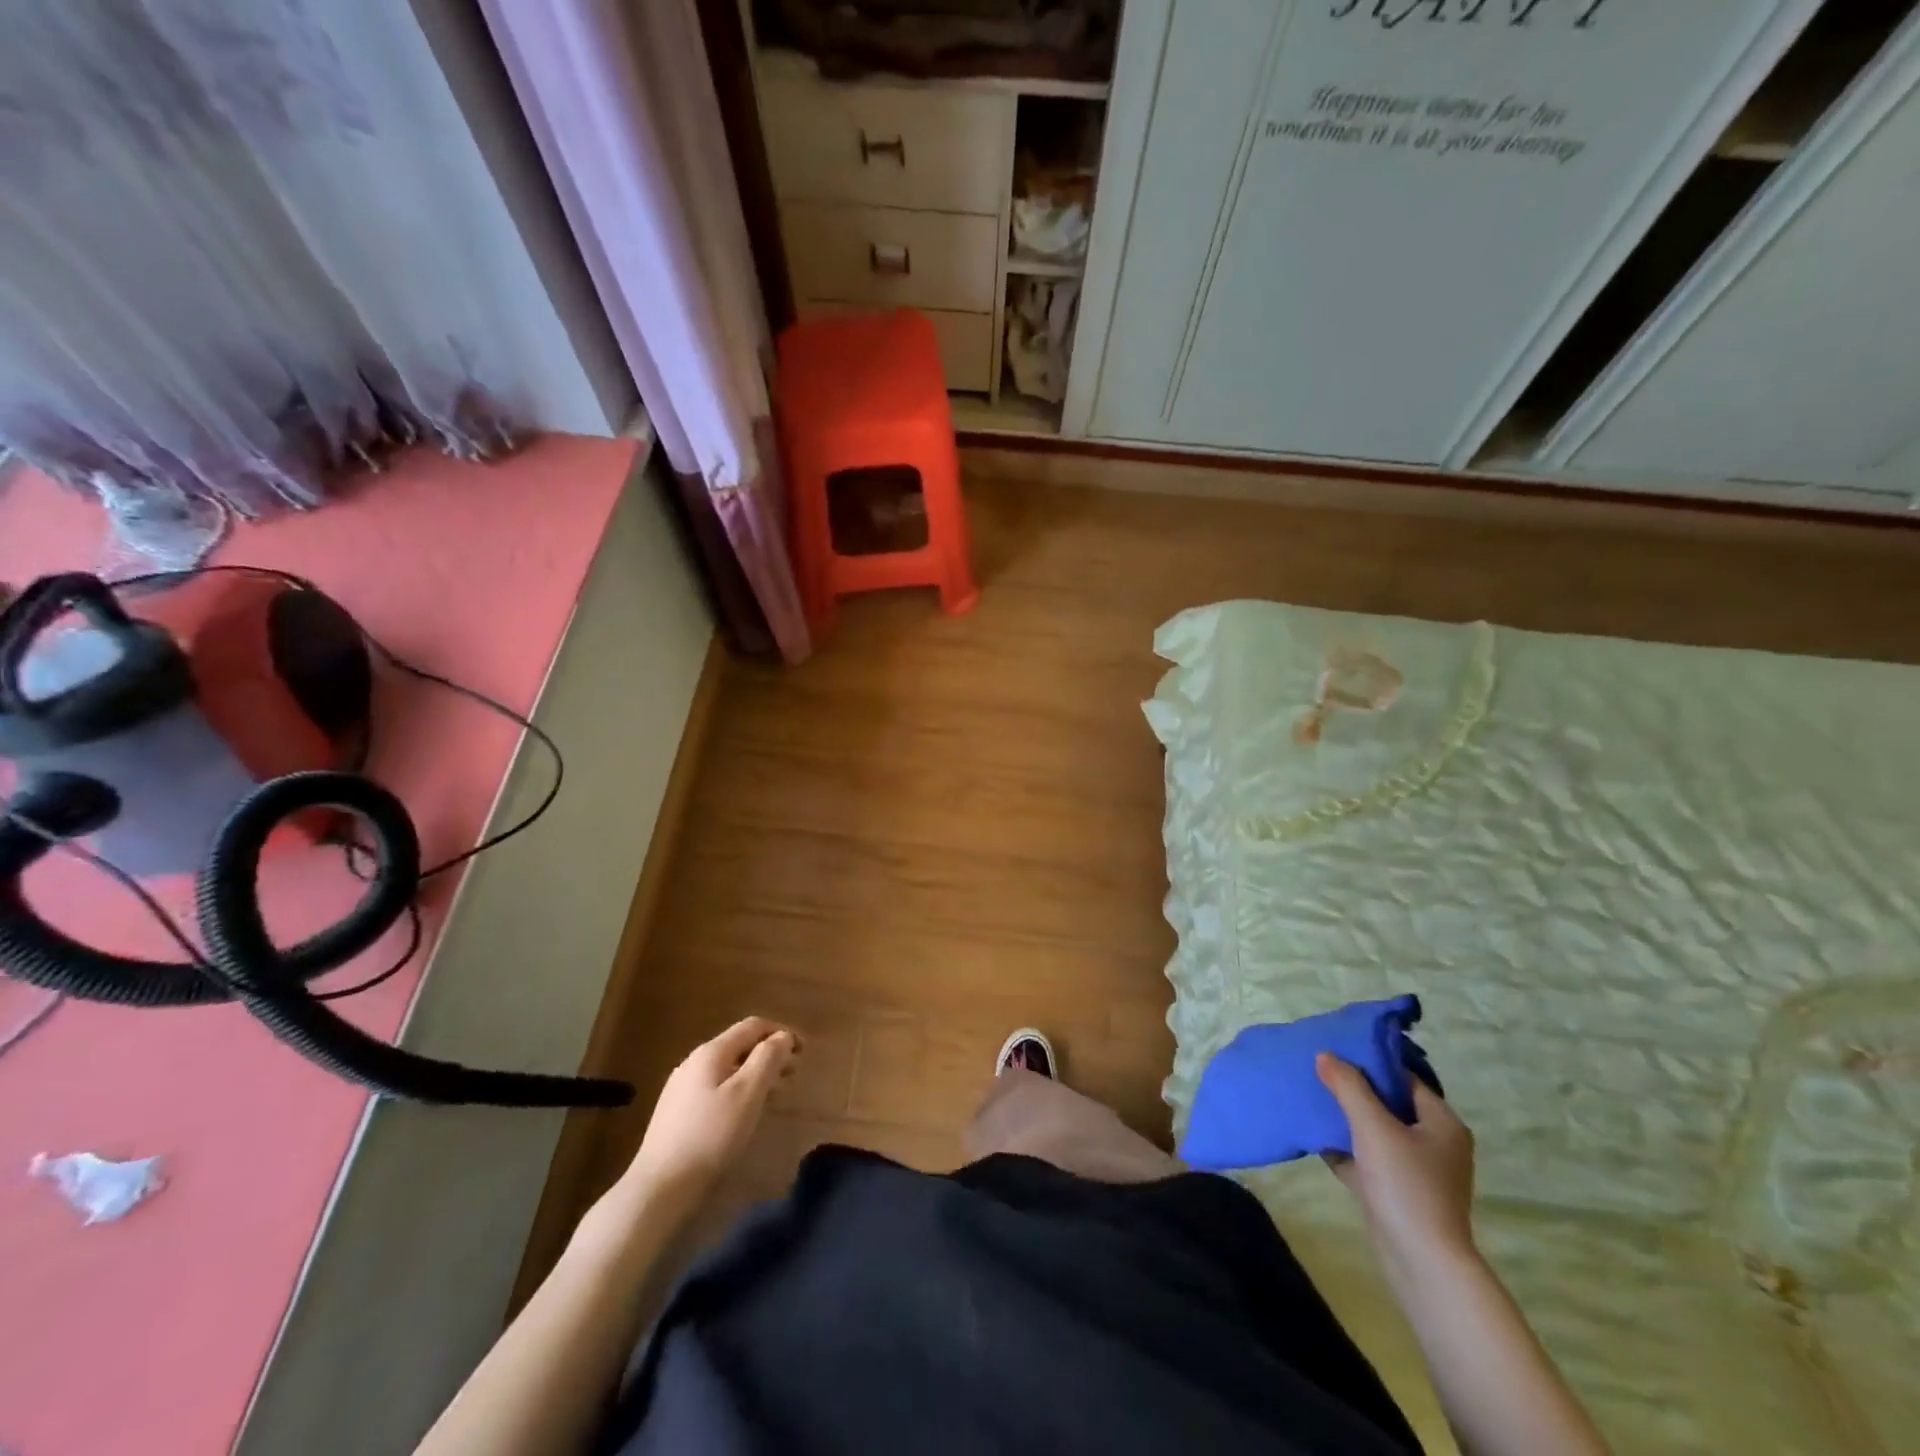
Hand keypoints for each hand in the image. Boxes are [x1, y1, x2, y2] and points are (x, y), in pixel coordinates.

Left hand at [630, 1018, 800, 1198]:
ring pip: (728, 1069)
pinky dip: (739, 1090)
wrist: (659, 1189)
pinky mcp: (677, 1113)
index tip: (803, 1051)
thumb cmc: (711, 1137)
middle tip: (793, 1074)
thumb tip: (782, 1037)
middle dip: (770, 1054)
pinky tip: (745, 1113)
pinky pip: (716, 1088)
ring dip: (756, 1073)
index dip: (781, 1032)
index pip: (752, 1026)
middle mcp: (694, 1062)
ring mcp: (682, 1088)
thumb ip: (768, 1059)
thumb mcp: (747, 1094)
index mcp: (711, 1052)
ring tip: (776, 1093)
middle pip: (739, 1046)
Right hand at [1316, 1052, 1475, 1272]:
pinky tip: (1316, 1139)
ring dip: (1346, 1119)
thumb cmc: (1405, 1185)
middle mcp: (1435, 1143)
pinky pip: (1368, 1159)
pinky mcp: (1398, 1193)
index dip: (1371, 1061)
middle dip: (1353, 1089)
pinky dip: (1345, 1149)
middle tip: (1319, 1072)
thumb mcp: (1373, 1127)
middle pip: (1389, 1104)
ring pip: (1376, 1132)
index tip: (1336, 1050)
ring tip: (1312, 1099)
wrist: (1421, 1263)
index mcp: (1442, 1122)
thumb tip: (1325, 1055)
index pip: (1404, 1078)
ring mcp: (1417, 1171)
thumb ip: (1348, 1087)